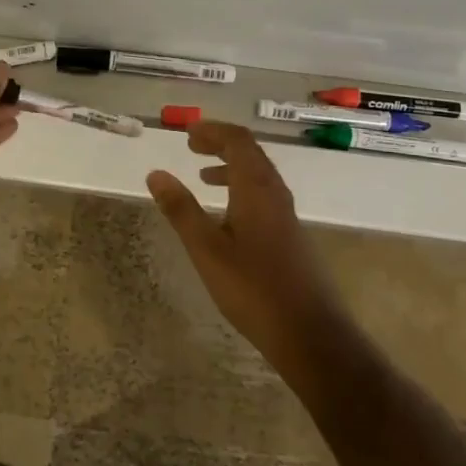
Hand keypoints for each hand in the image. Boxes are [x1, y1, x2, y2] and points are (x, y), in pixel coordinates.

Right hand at [146, 120, 343, 360]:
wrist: (309, 333)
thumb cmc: (252, 288)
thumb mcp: (206, 248)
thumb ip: (181, 209)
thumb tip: (155, 173)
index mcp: (256, 189)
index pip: (238, 141)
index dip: (213, 131)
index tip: (187, 133)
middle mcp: (276, 194)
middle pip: (251, 154)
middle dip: (221, 144)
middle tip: (192, 147)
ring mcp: (287, 216)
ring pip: (259, 176)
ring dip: (231, 168)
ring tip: (204, 178)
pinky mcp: (290, 237)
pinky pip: (264, 196)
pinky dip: (241, 190)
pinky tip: (227, 217)